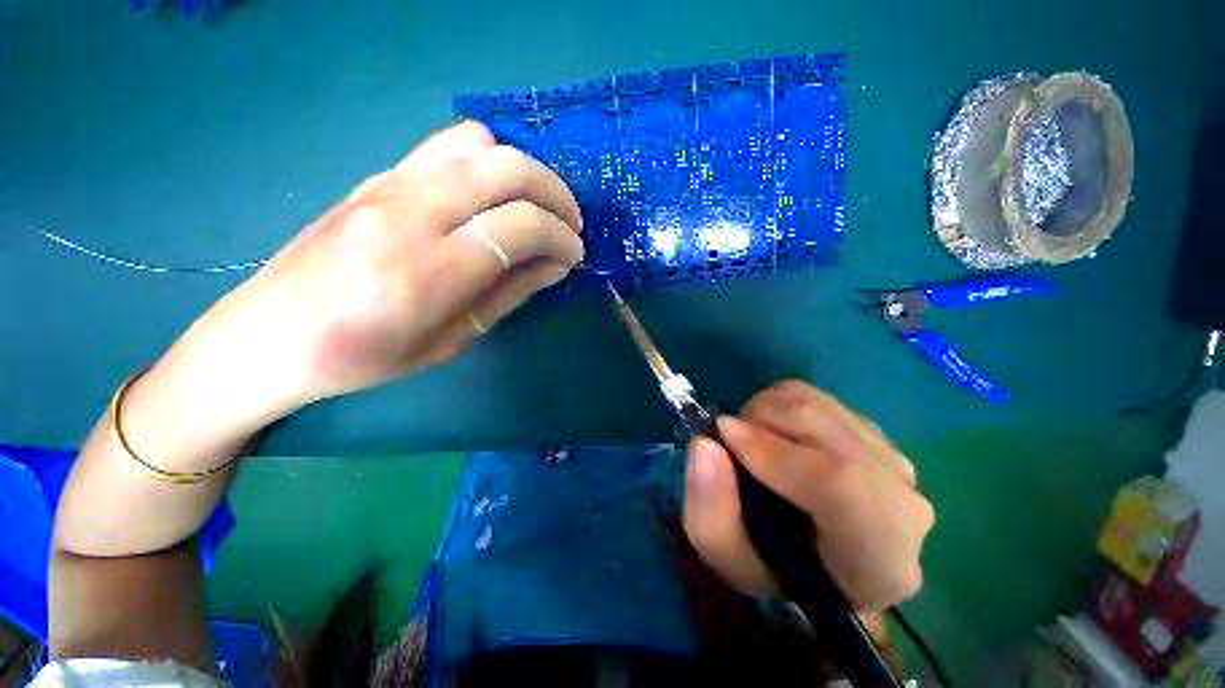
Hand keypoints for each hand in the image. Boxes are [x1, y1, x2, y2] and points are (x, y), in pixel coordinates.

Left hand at [184, 120, 584, 415]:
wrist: (267, 336)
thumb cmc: (364, 357)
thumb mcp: (451, 340)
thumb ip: (509, 293)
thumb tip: (556, 263)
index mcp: (427, 271)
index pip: (519, 224)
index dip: (560, 235)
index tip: (574, 253)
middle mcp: (408, 212)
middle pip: (505, 167)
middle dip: (554, 192)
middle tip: (569, 224)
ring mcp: (387, 184)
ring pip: (478, 143)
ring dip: (523, 170)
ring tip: (535, 207)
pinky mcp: (376, 176)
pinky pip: (448, 148)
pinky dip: (489, 164)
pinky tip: (493, 199)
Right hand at [682, 381, 932, 623]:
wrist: (817, 561)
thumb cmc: (773, 568)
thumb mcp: (726, 556)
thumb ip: (710, 509)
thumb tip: (705, 444)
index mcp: (878, 559)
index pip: (840, 484)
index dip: (773, 450)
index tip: (722, 435)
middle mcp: (904, 505)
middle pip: (824, 427)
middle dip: (760, 421)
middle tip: (732, 442)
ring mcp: (895, 462)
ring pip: (817, 404)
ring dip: (767, 411)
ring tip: (752, 441)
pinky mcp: (879, 436)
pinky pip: (820, 398)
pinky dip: (782, 406)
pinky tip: (776, 436)